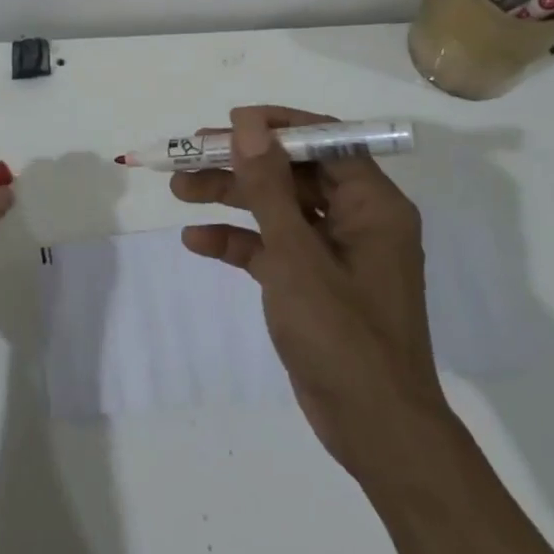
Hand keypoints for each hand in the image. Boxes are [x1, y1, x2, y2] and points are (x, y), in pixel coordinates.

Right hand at [173, 106, 445, 470]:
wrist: (375, 431)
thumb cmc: (342, 334)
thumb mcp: (296, 254)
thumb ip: (268, 185)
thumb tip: (247, 123)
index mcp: (372, 203)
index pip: (323, 140)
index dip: (274, 127)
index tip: (227, 124)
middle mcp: (357, 219)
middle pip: (293, 172)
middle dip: (241, 164)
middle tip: (190, 154)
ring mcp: (334, 252)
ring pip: (278, 208)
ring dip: (231, 197)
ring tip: (178, 189)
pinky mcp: (313, 282)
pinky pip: (273, 248)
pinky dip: (238, 242)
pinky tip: (196, 242)